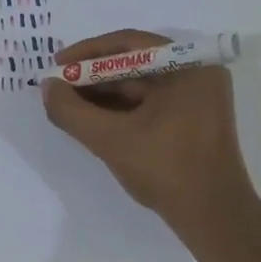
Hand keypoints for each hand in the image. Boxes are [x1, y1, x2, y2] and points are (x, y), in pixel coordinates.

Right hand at [42, 29, 256, 241]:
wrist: (213, 217)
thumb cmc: (166, 169)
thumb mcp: (111, 139)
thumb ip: (72, 111)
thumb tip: (47, 88)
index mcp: (188, 66)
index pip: (129, 44)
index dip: (87, 53)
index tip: (57, 66)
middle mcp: (197, 74)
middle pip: (134, 64)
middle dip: (93, 77)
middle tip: (58, 89)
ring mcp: (196, 99)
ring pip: (140, 86)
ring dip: (104, 95)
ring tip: (69, 106)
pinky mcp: (192, 121)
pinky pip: (150, 104)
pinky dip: (121, 110)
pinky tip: (93, 121)